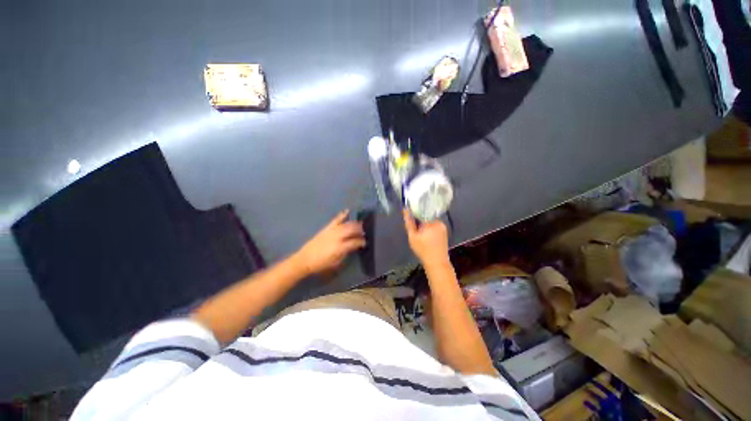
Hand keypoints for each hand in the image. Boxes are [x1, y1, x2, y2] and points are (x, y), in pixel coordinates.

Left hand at [294, 210, 365, 274]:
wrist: (305, 259)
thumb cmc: (321, 263)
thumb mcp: (336, 262)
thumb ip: (346, 252)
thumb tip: (353, 246)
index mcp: (340, 247)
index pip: (355, 242)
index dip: (361, 242)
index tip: (364, 243)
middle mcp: (337, 237)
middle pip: (352, 230)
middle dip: (359, 230)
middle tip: (363, 232)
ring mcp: (331, 231)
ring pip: (346, 224)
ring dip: (354, 224)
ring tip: (359, 225)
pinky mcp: (326, 228)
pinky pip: (336, 219)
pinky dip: (342, 215)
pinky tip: (348, 211)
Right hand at [403, 210, 449, 267]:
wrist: (437, 262)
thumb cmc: (423, 250)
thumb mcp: (412, 237)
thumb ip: (409, 222)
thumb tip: (405, 210)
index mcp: (430, 222)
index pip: (421, 211)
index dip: (414, 214)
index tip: (411, 220)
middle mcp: (438, 221)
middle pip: (426, 216)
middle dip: (420, 221)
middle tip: (416, 232)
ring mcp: (443, 226)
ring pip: (430, 221)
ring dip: (425, 225)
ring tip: (421, 236)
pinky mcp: (444, 231)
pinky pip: (435, 226)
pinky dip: (430, 229)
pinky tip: (427, 238)